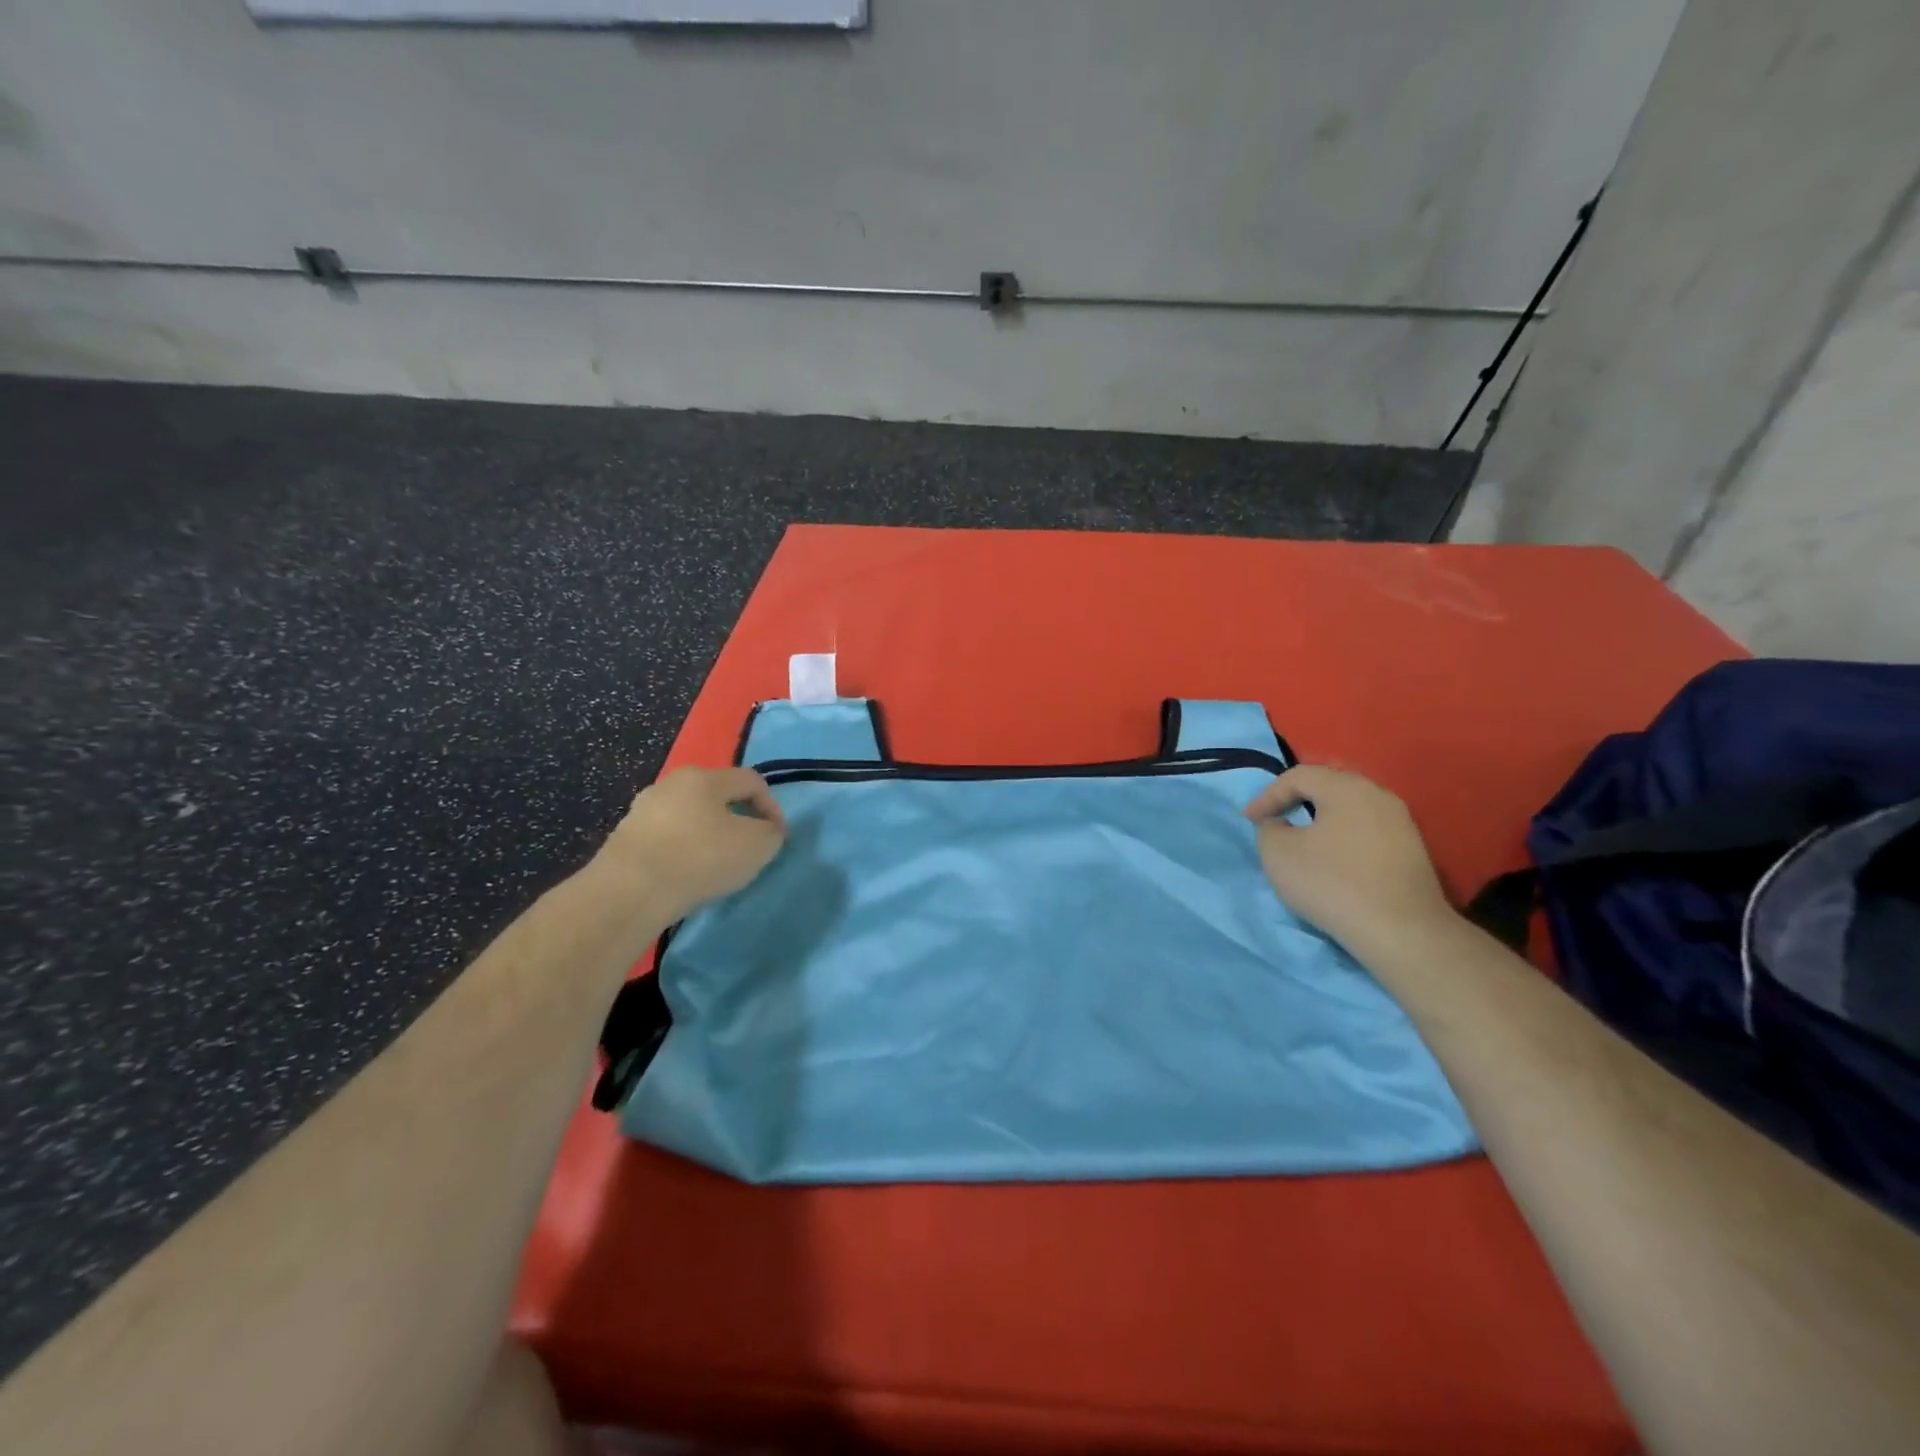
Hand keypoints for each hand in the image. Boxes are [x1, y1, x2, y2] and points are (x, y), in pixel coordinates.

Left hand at [602, 766, 787, 919]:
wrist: (629, 892)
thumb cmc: (700, 858)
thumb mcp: (757, 846)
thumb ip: (772, 833)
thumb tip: (767, 830)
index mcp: (705, 777)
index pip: (751, 781)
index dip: (772, 806)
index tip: (777, 837)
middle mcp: (671, 783)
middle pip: (717, 796)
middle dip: (737, 819)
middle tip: (747, 849)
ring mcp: (642, 809)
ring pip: (688, 817)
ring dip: (707, 835)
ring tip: (715, 866)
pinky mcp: (623, 837)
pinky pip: (665, 838)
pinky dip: (681, 851)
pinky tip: (684, 875)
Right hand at [1243, 765, 1453, 952]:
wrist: (1400, 930)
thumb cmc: (1332, 883)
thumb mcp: (1278, 854)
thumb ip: (1269, 829)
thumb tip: (1279, 824)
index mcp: (1346, 787)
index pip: (1298, 776)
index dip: (1267, 795)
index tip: (1249, 821)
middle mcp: (1378, 795)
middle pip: (1329, 786)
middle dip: (1297, 800)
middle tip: (1275, 818)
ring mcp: (1401, 822)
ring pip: (1351, 809)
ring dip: (1322, 819)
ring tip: (1302, 839)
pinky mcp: (1412, 850)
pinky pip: (1368, 830)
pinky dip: (1343, 837)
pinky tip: (1334, 859)